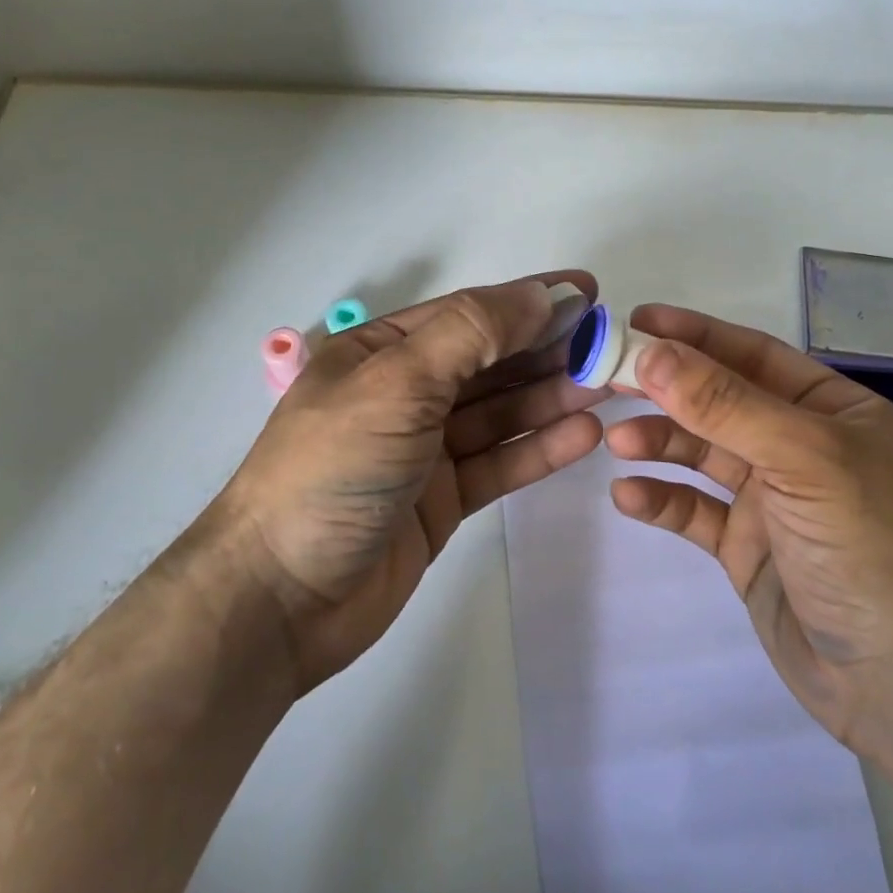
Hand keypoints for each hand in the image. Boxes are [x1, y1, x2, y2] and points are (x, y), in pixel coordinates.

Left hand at [214, 273, 605, 692]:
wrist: (280, 599)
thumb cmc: (333, 469)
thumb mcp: (397, 383)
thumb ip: (471, 334)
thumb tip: (540, 295)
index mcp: (380, 352)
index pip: (467, 314)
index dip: (528, 300)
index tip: (589, 293)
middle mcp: (404, 393)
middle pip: (489, 363)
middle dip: (548, 350)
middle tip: (612, 346)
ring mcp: (424, 450)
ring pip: (499, 413)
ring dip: (551, 397)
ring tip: (609, 386)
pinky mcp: (441, 500)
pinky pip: (498, 463)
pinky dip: (538, 448)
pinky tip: (582, 434)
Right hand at [605, 304, 892, 755]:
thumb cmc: (866, 547)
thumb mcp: (802, 459)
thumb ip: (726, 404)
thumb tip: (653, 353)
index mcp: (831, 411)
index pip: (753, 356)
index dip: (695, 335)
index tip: (637, 322)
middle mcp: (800, 447)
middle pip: (720, 402)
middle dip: (667, 389)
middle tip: (608, 377)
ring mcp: (772, 499)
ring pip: (703, 454)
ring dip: (660, 442)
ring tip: (617, 442)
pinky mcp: (747, 547)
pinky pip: (695, 511)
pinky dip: (662, 499)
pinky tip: (628, 496)